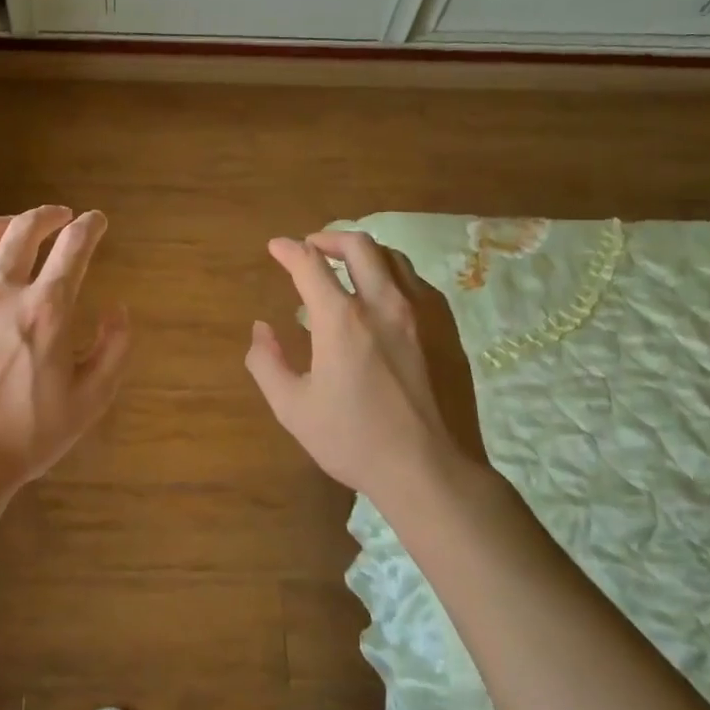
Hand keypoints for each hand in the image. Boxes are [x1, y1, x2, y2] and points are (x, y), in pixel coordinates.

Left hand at [0, 206, 129, 498]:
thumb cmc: (24, 437)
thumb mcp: (89, 401)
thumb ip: (113, 349)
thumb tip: (117, 309)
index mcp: (46, 309)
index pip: (74, 248)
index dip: (90, 227)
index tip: (96, 221)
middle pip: (25, 231)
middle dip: (47, 216)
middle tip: (59, 217)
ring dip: (2, 223)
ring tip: (13, 225)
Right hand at [245, 230, 483, 503]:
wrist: (432, 471)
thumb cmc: (355, 441)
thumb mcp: (294, 409)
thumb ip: (267, 363)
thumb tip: (261, 329)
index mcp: (342, 320)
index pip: (310, 264)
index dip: (288, 250)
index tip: (276, 247)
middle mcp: (385, 303)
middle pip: (358, 246)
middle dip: (329, 238)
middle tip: (312, 247)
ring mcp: (423, 313)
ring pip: (393, 258)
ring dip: (364, 253)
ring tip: (348, 266)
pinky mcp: (448, 329)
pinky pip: (418, 283)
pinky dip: (394, 276)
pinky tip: (386, 296)